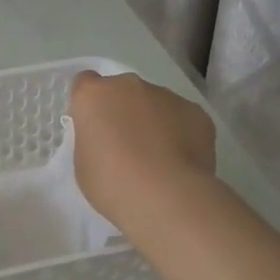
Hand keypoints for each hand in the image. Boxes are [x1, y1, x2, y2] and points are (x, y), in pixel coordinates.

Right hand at [68, 70, 216, 226]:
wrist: (166, 196)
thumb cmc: (112, 183)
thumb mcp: (83, 164)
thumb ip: (93, 140)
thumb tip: (108, 138)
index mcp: (94, 95)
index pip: (84, 83)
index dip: (89, 104)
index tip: (93, 126)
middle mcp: (129, 85)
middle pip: (122, 91)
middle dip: (122, 110)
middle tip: (124, 146)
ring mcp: (166, 95)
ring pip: (154, 103)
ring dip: (152, 121)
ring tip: (157, 159)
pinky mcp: (196, 111)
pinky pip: (182, 118)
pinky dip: (180, 133)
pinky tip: (180, 162)